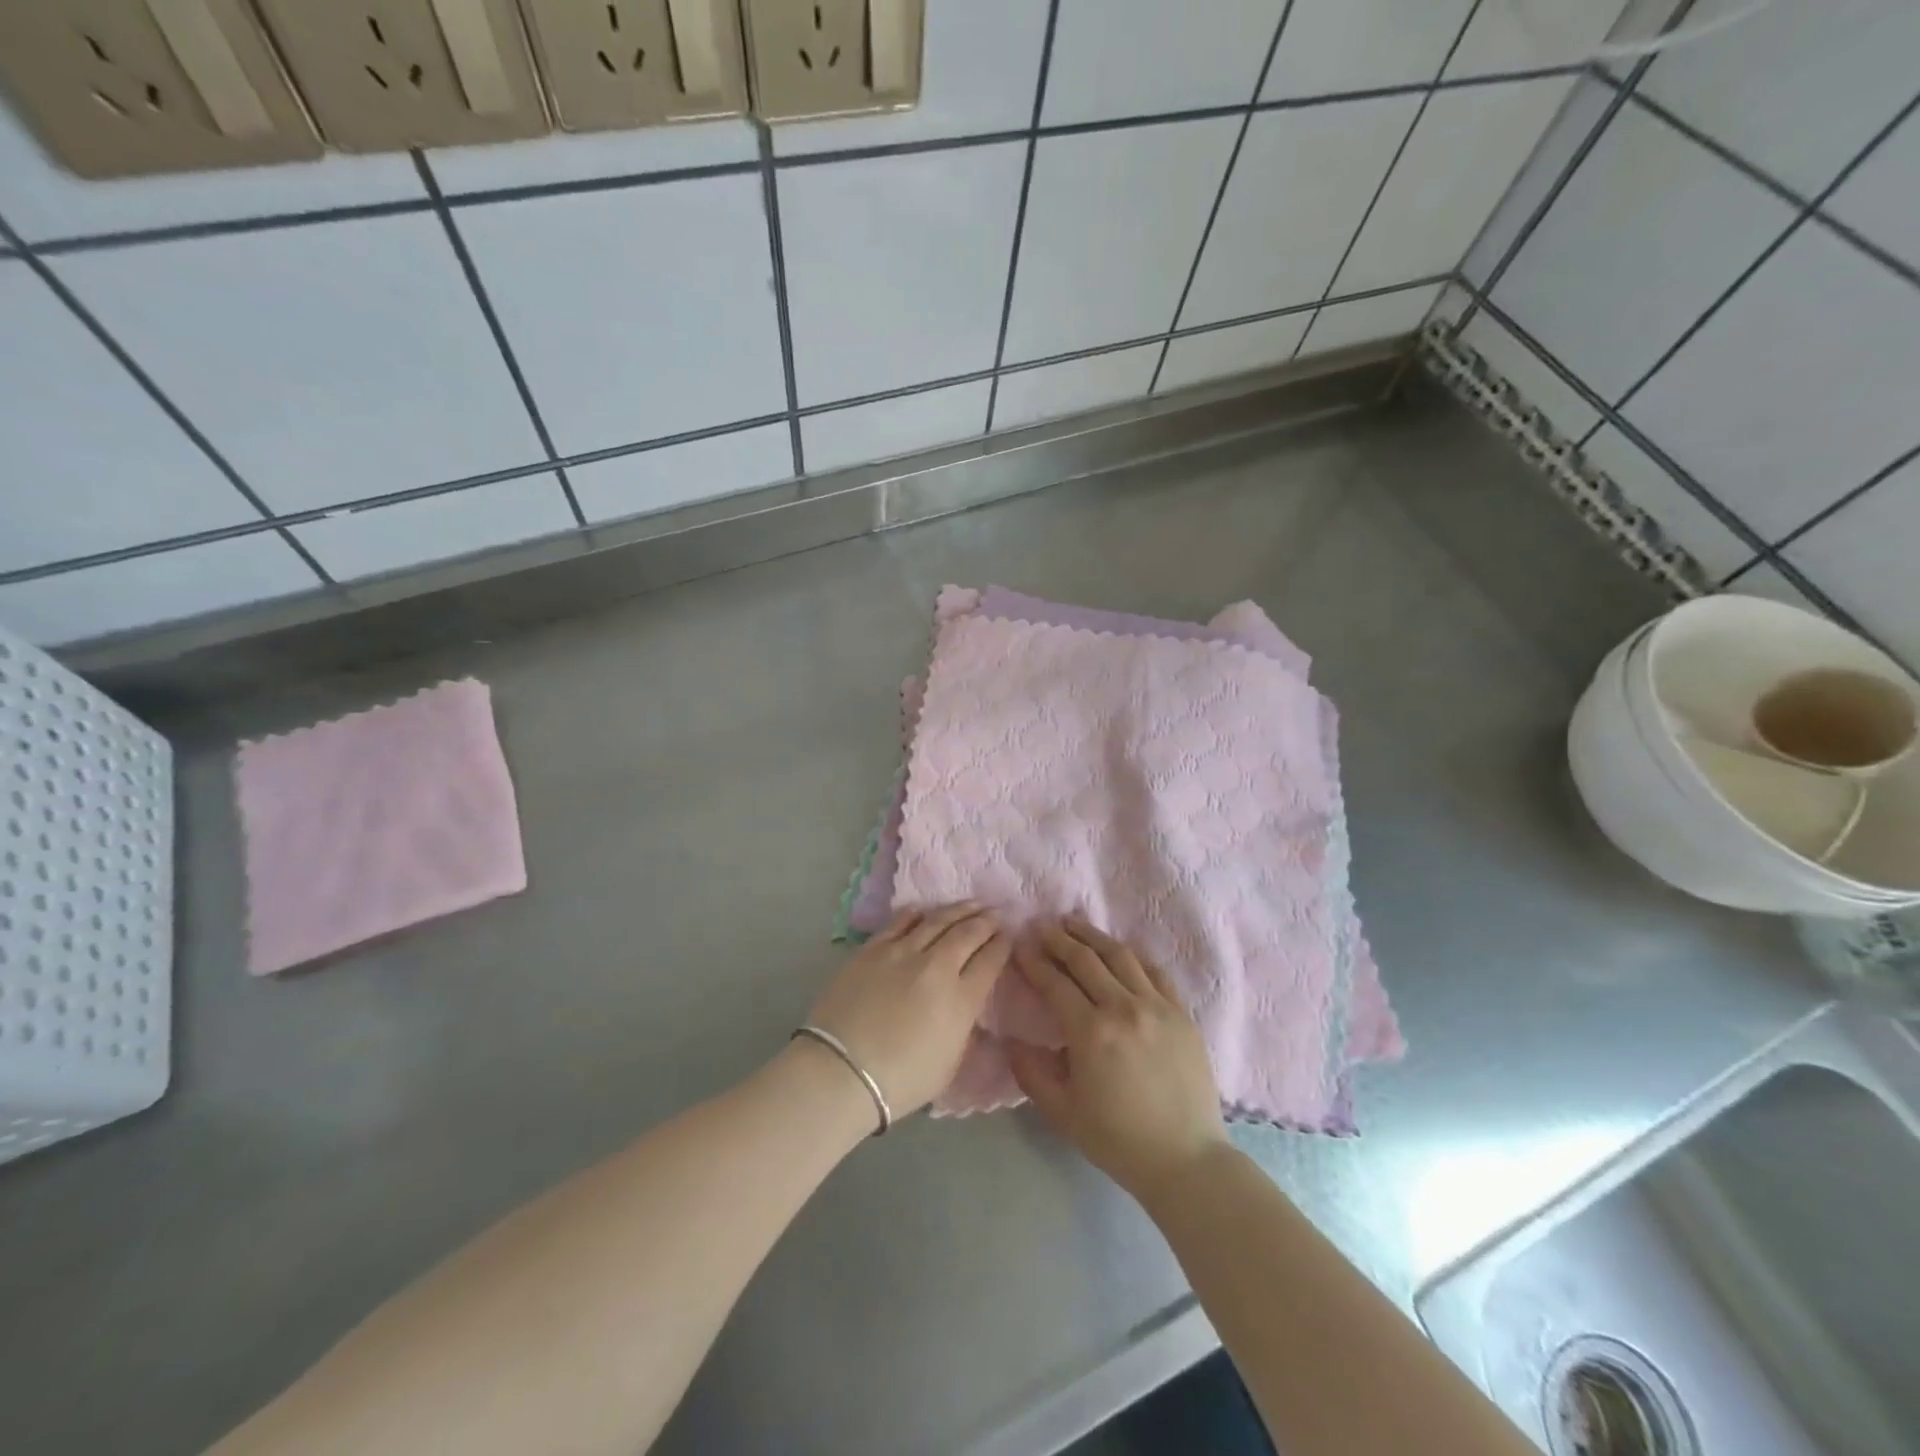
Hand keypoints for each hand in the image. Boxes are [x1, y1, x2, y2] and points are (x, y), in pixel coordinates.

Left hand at [804, 904, 1009, 1121]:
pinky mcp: (873, 948)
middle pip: (968, 933)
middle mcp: (937, 967)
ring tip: (972, 904)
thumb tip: (967, 1004)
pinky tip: (925, 910)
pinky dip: (918, 913)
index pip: (990, 961)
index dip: (1003, 945)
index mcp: (961, 1000)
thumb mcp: (949, 1064)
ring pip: (938, 920)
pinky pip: (901, 922)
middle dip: (987, 921)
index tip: (1008, 936)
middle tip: (996, 913)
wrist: (840, 1072)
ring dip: (959, 909)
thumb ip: (963, 1027)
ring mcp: (903, 952)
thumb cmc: (899, 1081)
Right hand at [1009, 918, 1228, 1201]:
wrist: (1186, 1159)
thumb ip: (1031, 1072)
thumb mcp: (1062, 1112)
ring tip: (1074, 924)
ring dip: (1093, 936)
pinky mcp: (1181, 1013)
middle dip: (1059, 939)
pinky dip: (1132, 956)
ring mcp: (1157, 1007)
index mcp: (1091, 1032)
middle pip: (1085, 960)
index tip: (1020, 945)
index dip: (1034, 961)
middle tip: (1042, 926)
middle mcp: (1123, 1008)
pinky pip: (1154, 972)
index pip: (1055, 983)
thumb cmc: (1118, 1139)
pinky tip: (1120, 951)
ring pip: (1120, 956)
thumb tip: (1009, 1040)